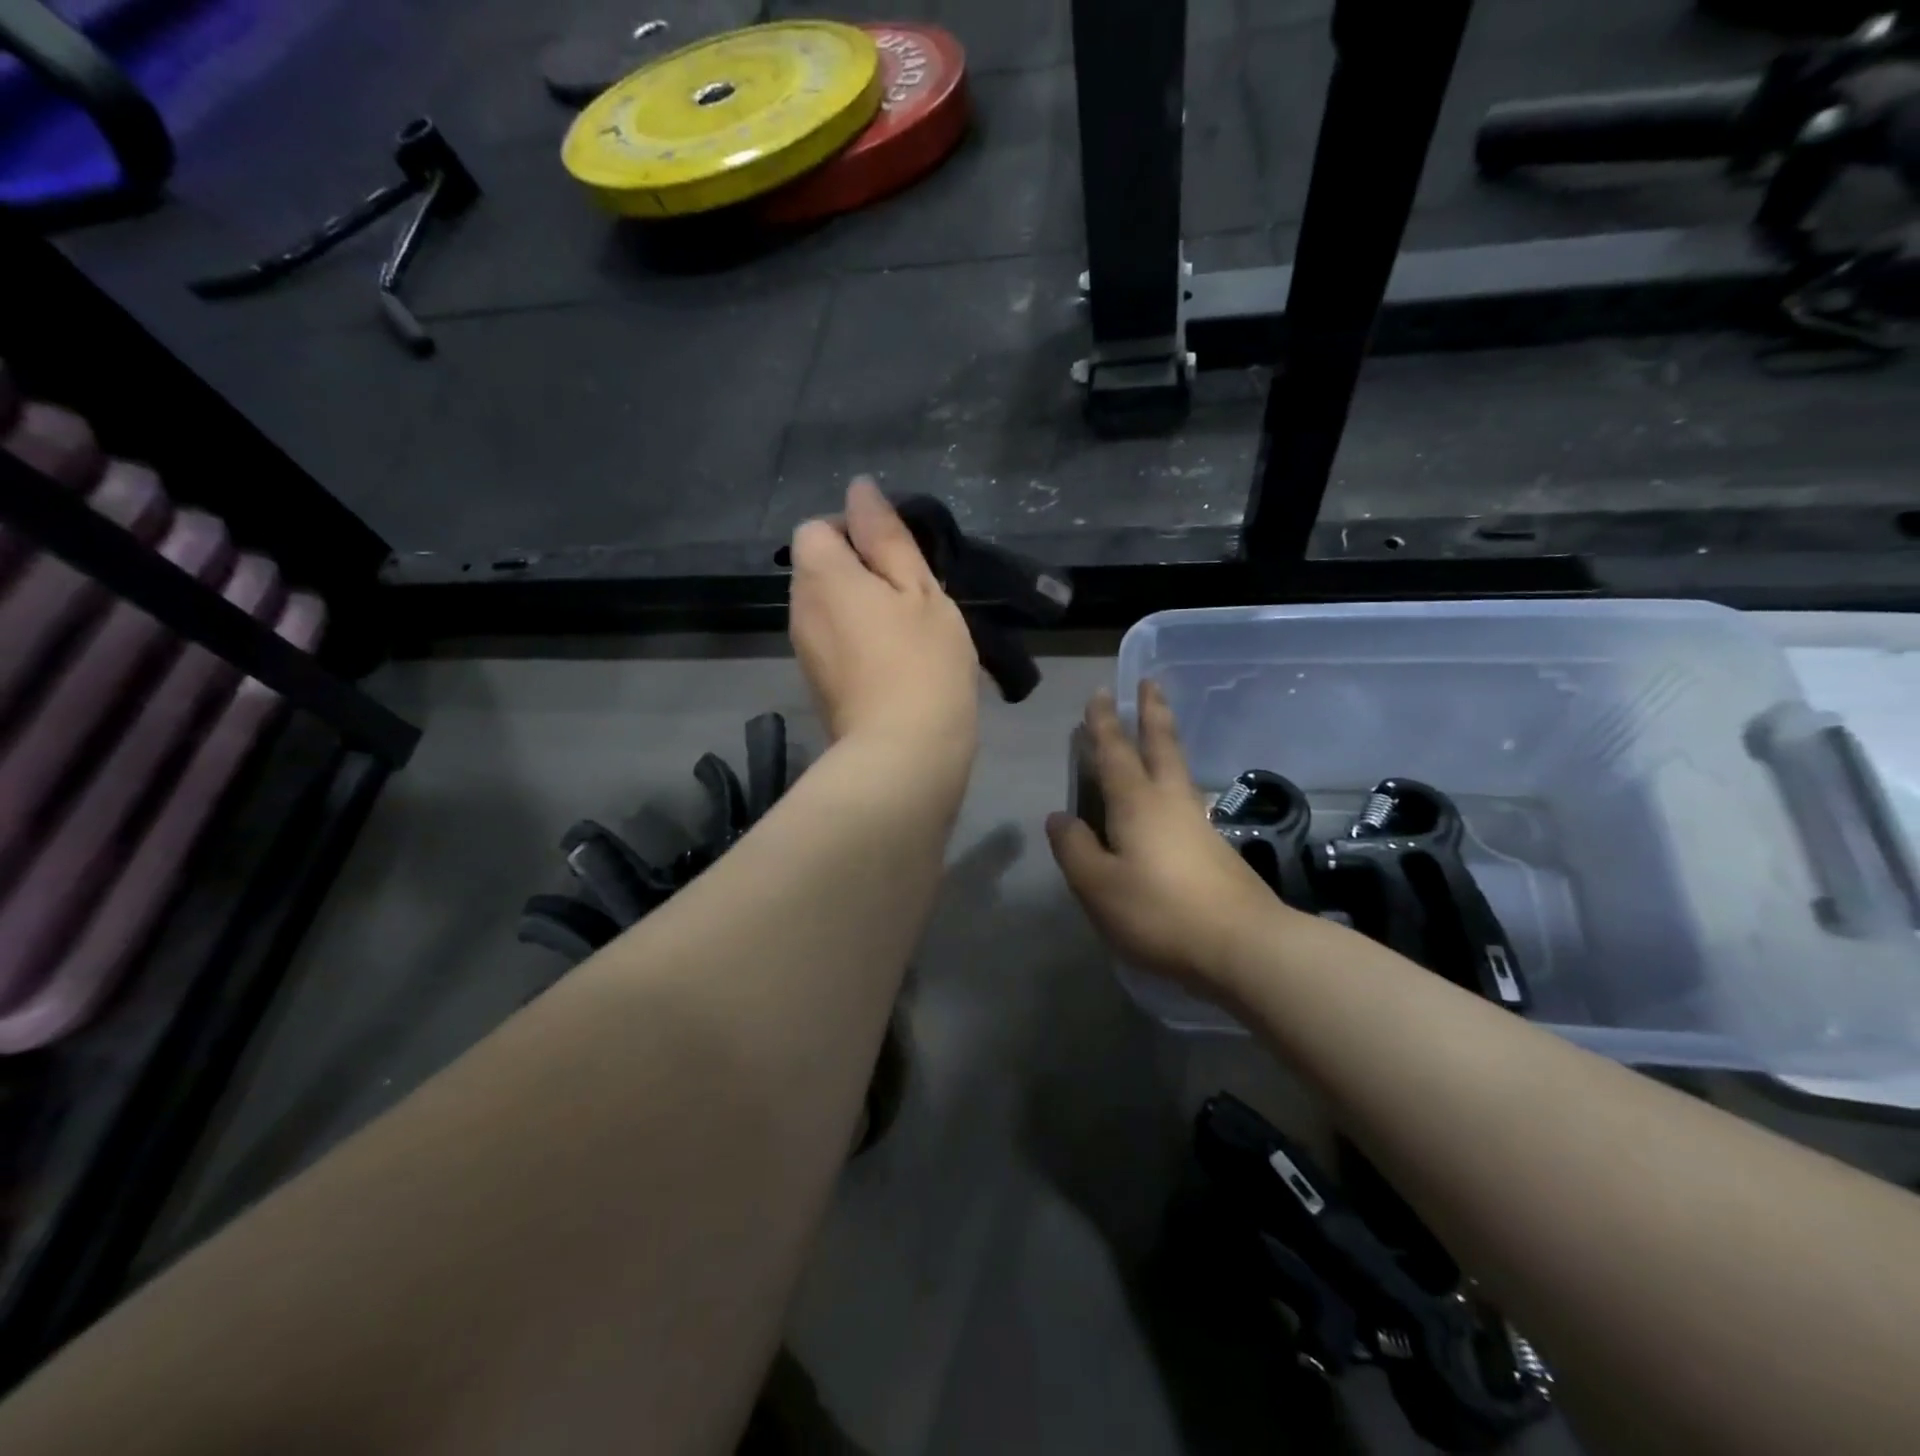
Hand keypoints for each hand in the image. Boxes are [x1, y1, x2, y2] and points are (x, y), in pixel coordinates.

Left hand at [789, 477, 979, 760]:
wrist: (903, 755)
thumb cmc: (922, 663)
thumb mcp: (919, 589)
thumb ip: (886, 536)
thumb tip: (860, 489)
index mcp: (821, 577)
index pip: (816, 527)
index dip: (854, 530)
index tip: (898, 558)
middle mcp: (799, 609)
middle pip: (819, 568)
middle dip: (861, 570)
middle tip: (913, 596)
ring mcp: (804, 651)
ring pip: (828, 607)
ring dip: (862, 607)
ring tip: (909, 632)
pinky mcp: (817, 685)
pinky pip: (833, 641)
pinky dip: (858, 640)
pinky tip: (895, 663)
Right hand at [1046, 681, 1299, 996]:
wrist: (1244, 945)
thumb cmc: (1160, 911)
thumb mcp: (1098, 885)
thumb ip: (1074, 848)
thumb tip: (1060, 818)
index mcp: (1137, 802)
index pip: (1115, 751)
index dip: (1104, 722)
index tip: (1101, 692)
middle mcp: (1171, 802)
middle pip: (1162, 746)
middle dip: (1153, 713)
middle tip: (1151, 683)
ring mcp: (1199, 824)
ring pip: (1178, 771)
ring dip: (1166, 744)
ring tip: (1159, 734)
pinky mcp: (1216, 849)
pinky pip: (1186, 800)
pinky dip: (1174, 783)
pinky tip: (1171, 801)